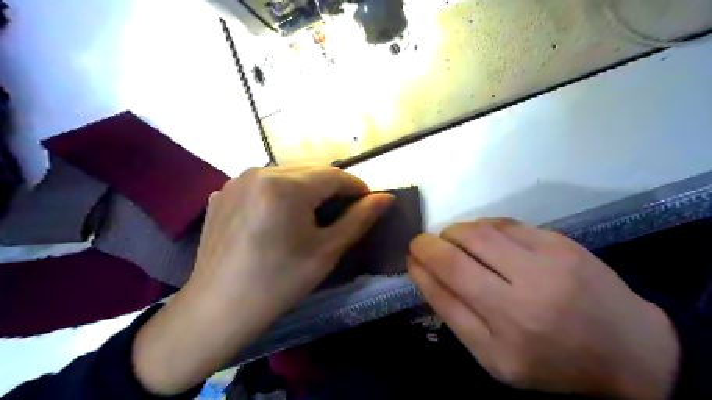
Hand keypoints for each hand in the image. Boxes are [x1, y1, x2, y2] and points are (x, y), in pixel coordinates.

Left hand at [132, 165, 394, 393]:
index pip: (335, 175)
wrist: (217, 309)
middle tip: (343, 213)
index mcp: (285, 186)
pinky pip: (263, 184)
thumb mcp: (326, 251)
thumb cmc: (278, 283)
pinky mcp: (223, 192)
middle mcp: (258, 172)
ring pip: (288, 175)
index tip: (369, 204)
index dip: (357, 188)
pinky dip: (281, 194)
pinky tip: (279, 218)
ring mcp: (236, 180)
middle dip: (333, 188)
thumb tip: (386, 197)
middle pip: (311, 170)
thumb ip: (359, 219)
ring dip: (307, 189)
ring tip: (313, 215)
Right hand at [405, 219, 676, 399]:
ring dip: (454, 232)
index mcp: (505, 335)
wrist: (629, 350)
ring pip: (479, 231)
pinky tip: (482, 238)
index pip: (445, 287)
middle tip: (424, 244)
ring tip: (451, 241)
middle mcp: (524, 296)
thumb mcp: (496, 357)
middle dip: (429, 243)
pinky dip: (482, 227)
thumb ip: (456, 316)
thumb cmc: (553, 361)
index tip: (409, 256)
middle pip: (458, 252)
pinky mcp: (561, 242)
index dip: (419, 266)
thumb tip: (425, 275)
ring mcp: (547, 263)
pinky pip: (505, 223)